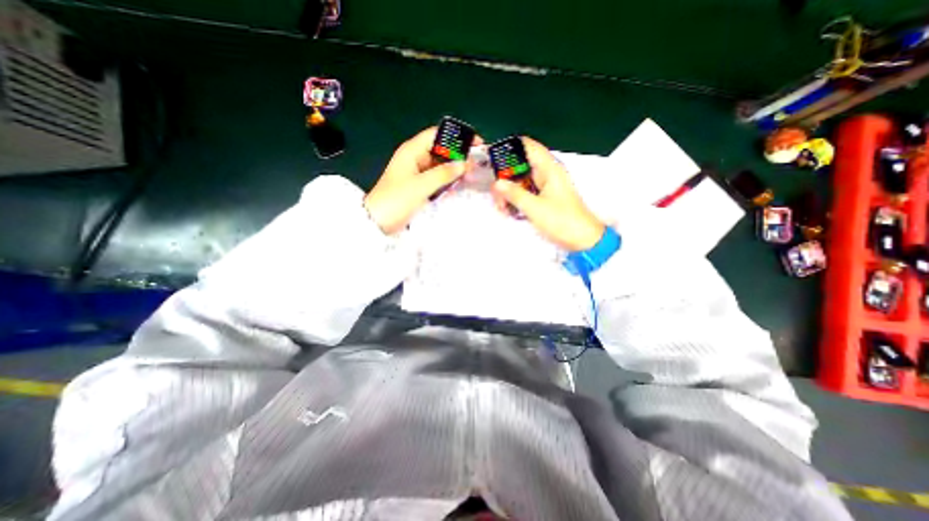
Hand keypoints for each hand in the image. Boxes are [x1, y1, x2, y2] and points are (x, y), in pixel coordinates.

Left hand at [364, 125, 473, 230]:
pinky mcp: (419, 186)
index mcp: (412, 151)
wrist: (378, 222)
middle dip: (458, 155)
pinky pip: (437, 179)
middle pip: (441, 150)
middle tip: (476, 164)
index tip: (475, 144)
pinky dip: (447, 180)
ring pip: (440, 166)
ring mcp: (417, 173)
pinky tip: (459, 185)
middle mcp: (415, 158)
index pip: (437, 135)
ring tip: (471, 175)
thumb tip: (464, 164)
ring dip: (454, 169)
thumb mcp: (421, 185)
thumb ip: (444, 173)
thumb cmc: (397, 199)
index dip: (456, 137)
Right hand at [490, 137, 606, 252]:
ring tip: (502, 207)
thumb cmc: (561, 221)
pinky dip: (516, 198)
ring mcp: (546, 185)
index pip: (527, 146)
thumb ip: (514, 193)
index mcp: (549, 168)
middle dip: (505, 177)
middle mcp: (547, 173)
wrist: (583, 239)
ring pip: (521, 180)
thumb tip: (497, 183)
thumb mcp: (534, 207)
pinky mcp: (544, 197)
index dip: (509, 148)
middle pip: (520, 165)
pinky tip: (509, 210)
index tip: (493, 160)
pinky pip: (526, 191)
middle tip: (496, 194)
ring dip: (509, 191)